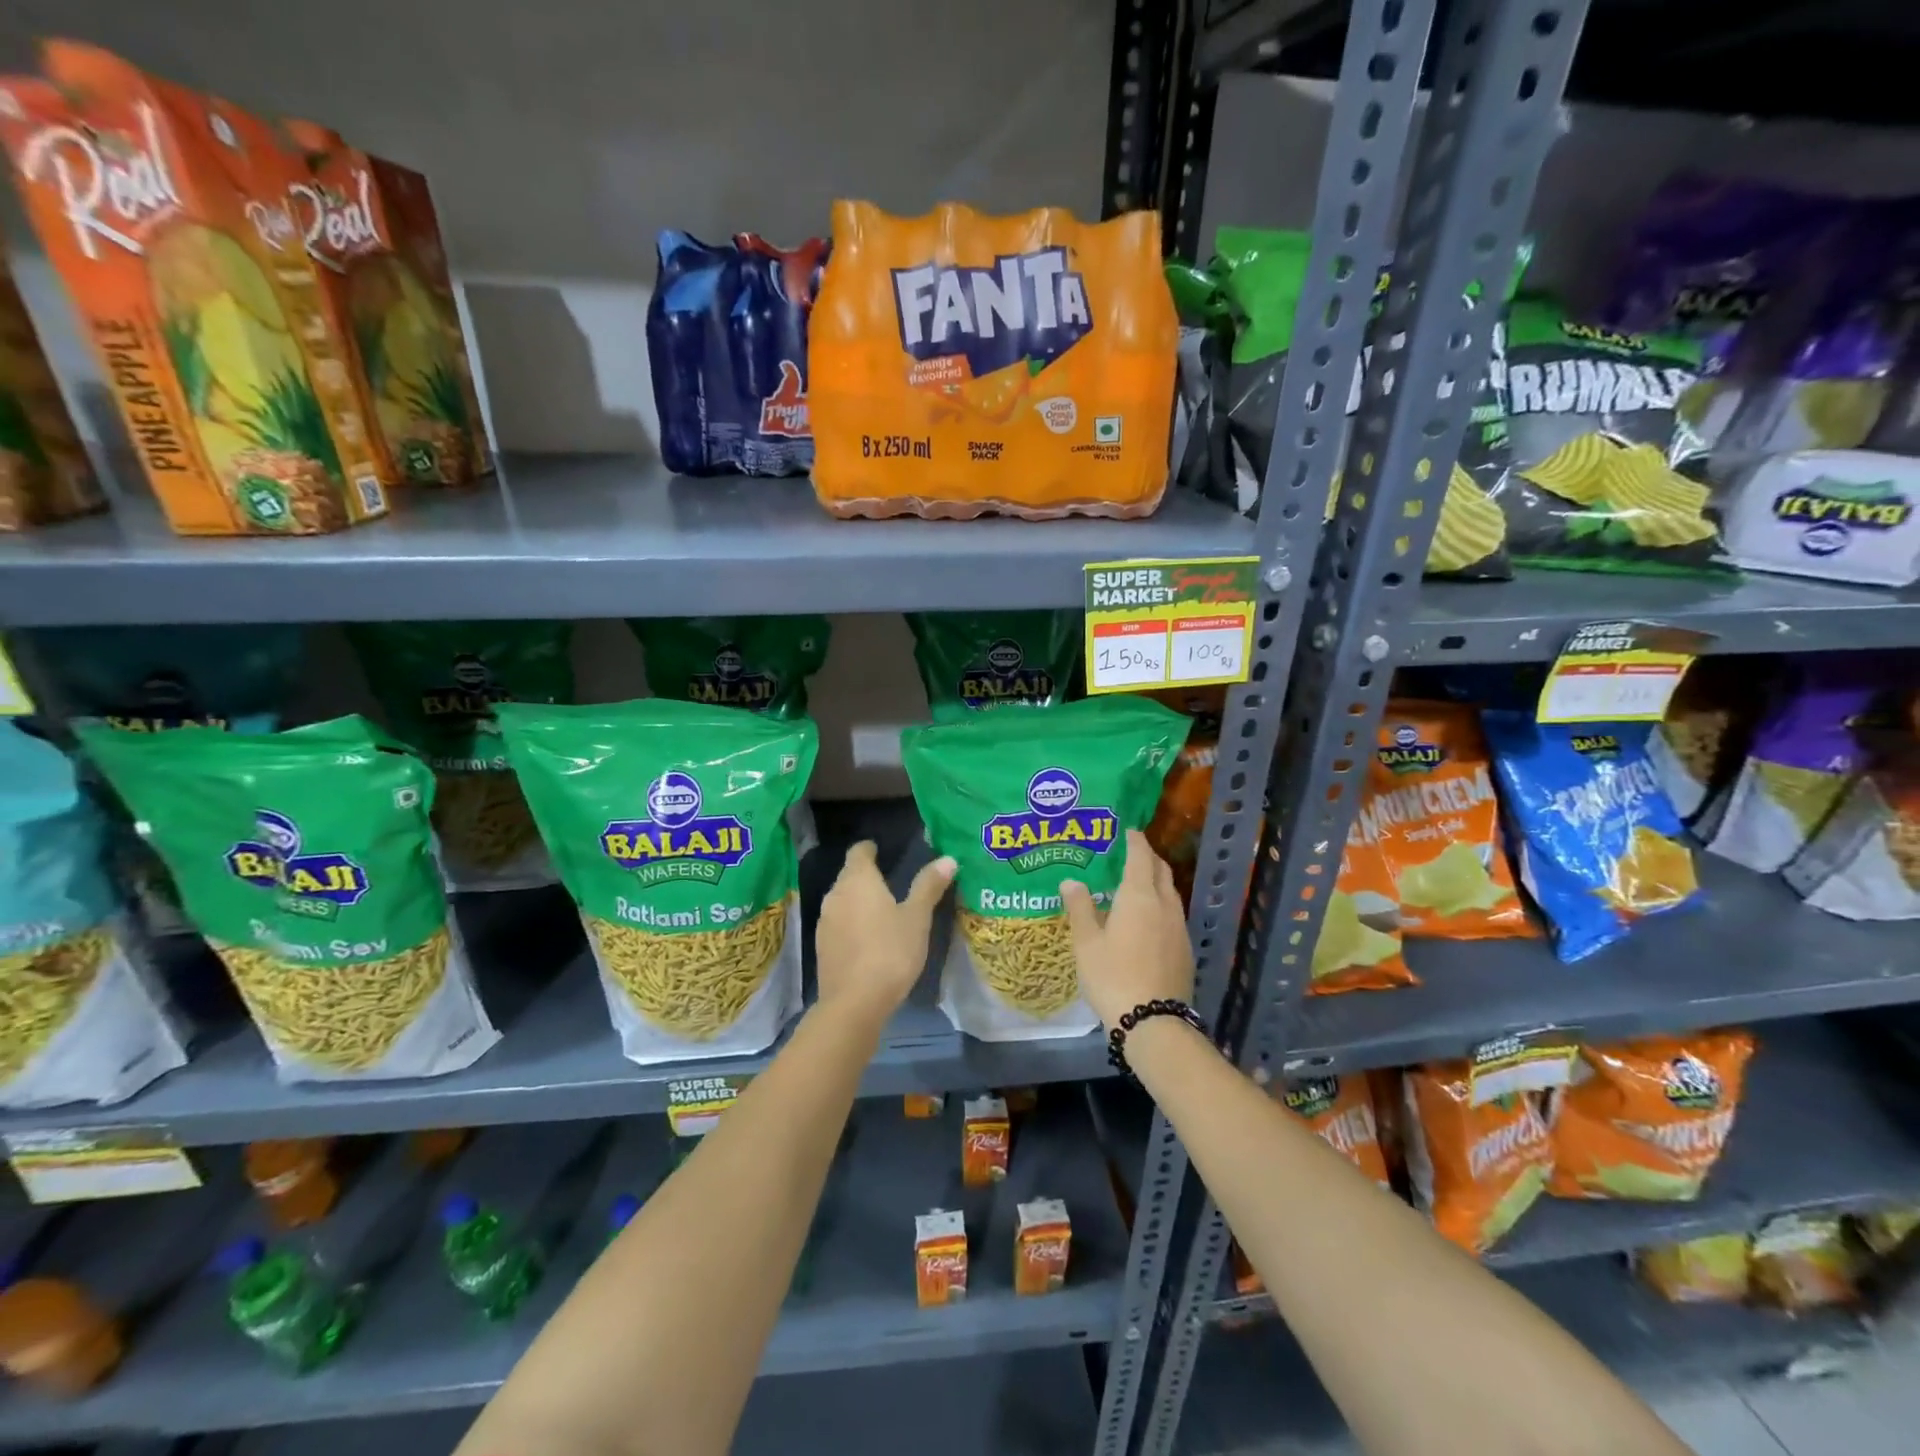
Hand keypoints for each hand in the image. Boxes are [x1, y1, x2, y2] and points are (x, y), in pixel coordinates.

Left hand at [814, 840, 955, 1024]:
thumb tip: (947, 859)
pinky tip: (869, 939)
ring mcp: (825, 921)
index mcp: (858, 880)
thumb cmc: (890, 952)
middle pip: (849, 875)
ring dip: (859, 902)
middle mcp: (835, 894)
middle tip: (892, 883)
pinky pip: (839, 924)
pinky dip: (852, 924)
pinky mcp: (821, 947)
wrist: (854, 1003)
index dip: (870, 849)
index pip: (859, 851)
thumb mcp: (917, 918)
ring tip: (883, 912)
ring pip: (843, 901)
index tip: (883, 851)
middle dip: (867, 876)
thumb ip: (929, 886)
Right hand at [1060, 830, 1194, 1028]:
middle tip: (1130, 854)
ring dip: (1156, 881)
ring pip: (1170, 892)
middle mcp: (1165, 904)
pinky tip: (1146, 920)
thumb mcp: (1086, 943)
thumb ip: (1080, 908)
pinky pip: (1173, 913)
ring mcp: (1179, 927)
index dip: (1134, 840)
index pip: (1140, 856)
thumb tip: (1072, 881)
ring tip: (1135, 885)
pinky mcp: (1185, 949)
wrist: (1154, 1022)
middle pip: (1160, 870)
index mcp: (1139, 896)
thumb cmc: (1113, 976)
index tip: (1127, 830)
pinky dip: (1160, 904)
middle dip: (1148, 857)